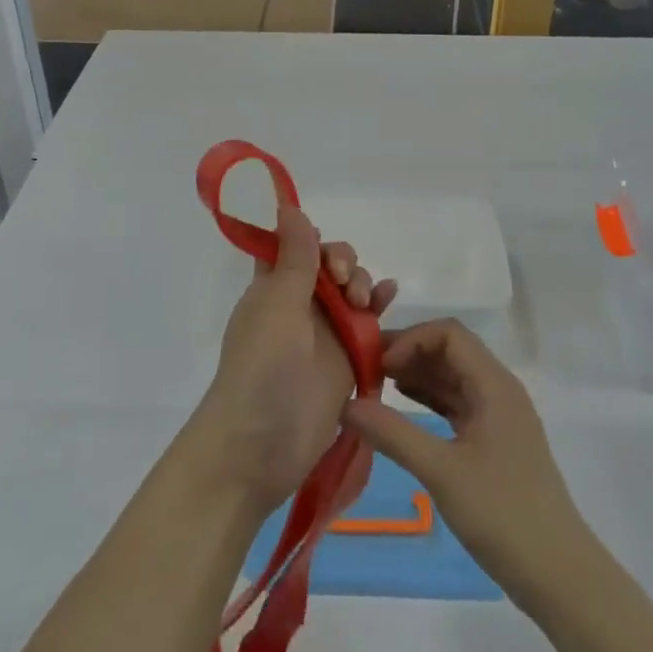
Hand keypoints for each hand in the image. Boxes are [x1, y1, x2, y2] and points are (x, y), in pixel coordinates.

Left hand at [190, 204, 396, 513]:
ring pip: (350, 291)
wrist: (262, 445)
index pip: (292, 246)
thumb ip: (294, 258)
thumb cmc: (262, 368)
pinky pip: (367, 323)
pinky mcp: (346, 359)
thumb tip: (289, 206)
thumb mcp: (277, 305)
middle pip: (328, 265)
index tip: (323, 249)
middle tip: (346, 281)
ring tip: (366, 299)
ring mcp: (324, 333)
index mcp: (271, 287)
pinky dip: (379, 306)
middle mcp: (297, 304)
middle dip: (344, 262)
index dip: (310, 238)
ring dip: (362, 282)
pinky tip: (391, 295)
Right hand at [341, 320, 586, 601]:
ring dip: (417, 376)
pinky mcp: (495, 442)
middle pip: (450, 350)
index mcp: (494, 385)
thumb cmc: (504, 515)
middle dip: (408, 353)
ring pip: (453, 377)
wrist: (560, 576)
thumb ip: (393, 434)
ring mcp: (499, 416)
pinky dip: (429, 400)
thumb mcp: (441, 472)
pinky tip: (401, 410)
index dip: (410, 339)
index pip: (448, 334)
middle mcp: (499, 390)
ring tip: (375, 388)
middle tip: (365, 371)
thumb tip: (345, 403)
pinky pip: (457, 404)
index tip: (377, 365)